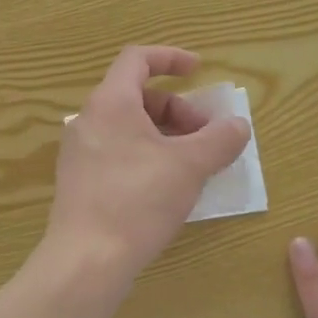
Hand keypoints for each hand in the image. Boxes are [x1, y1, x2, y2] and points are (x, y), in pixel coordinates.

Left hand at [45, 46, 251, 284]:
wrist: (87, 259)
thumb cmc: (138, 201)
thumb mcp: (189, 166)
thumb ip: (219, 140)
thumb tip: (238, 125)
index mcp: (110, 102)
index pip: (137, 59)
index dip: (171, 58)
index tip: (199, 70)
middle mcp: (88, 120)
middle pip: (137, 96)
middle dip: (178, 109)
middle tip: (206, 138)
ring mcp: (80, 152)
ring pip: (128, 127)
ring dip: (165, 135)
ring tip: (193, 165)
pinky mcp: (79, 180)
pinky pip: (118, 152)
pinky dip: (147, 155)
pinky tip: (168, 187)